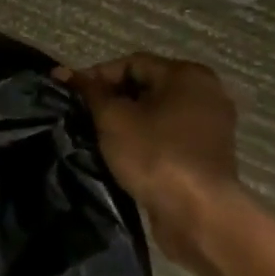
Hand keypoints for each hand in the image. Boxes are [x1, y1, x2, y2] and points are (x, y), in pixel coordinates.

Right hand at [56, 53, 241, 269]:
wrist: (197, 212)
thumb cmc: (154, 154)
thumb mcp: (113, 118)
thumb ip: (89, 92)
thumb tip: (62, 72)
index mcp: (187, 75)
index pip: (131, 63)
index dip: (96, 76)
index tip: (70, 96)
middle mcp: (206, 92)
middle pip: (146, 86)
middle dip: (111, 99)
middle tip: (82, 117)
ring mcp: (211, 124)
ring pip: (157, 112)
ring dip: (127, 121)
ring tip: (98, 136)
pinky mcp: (208, 152)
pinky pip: (169, 134)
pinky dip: (145, 138)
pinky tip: (124, 154)